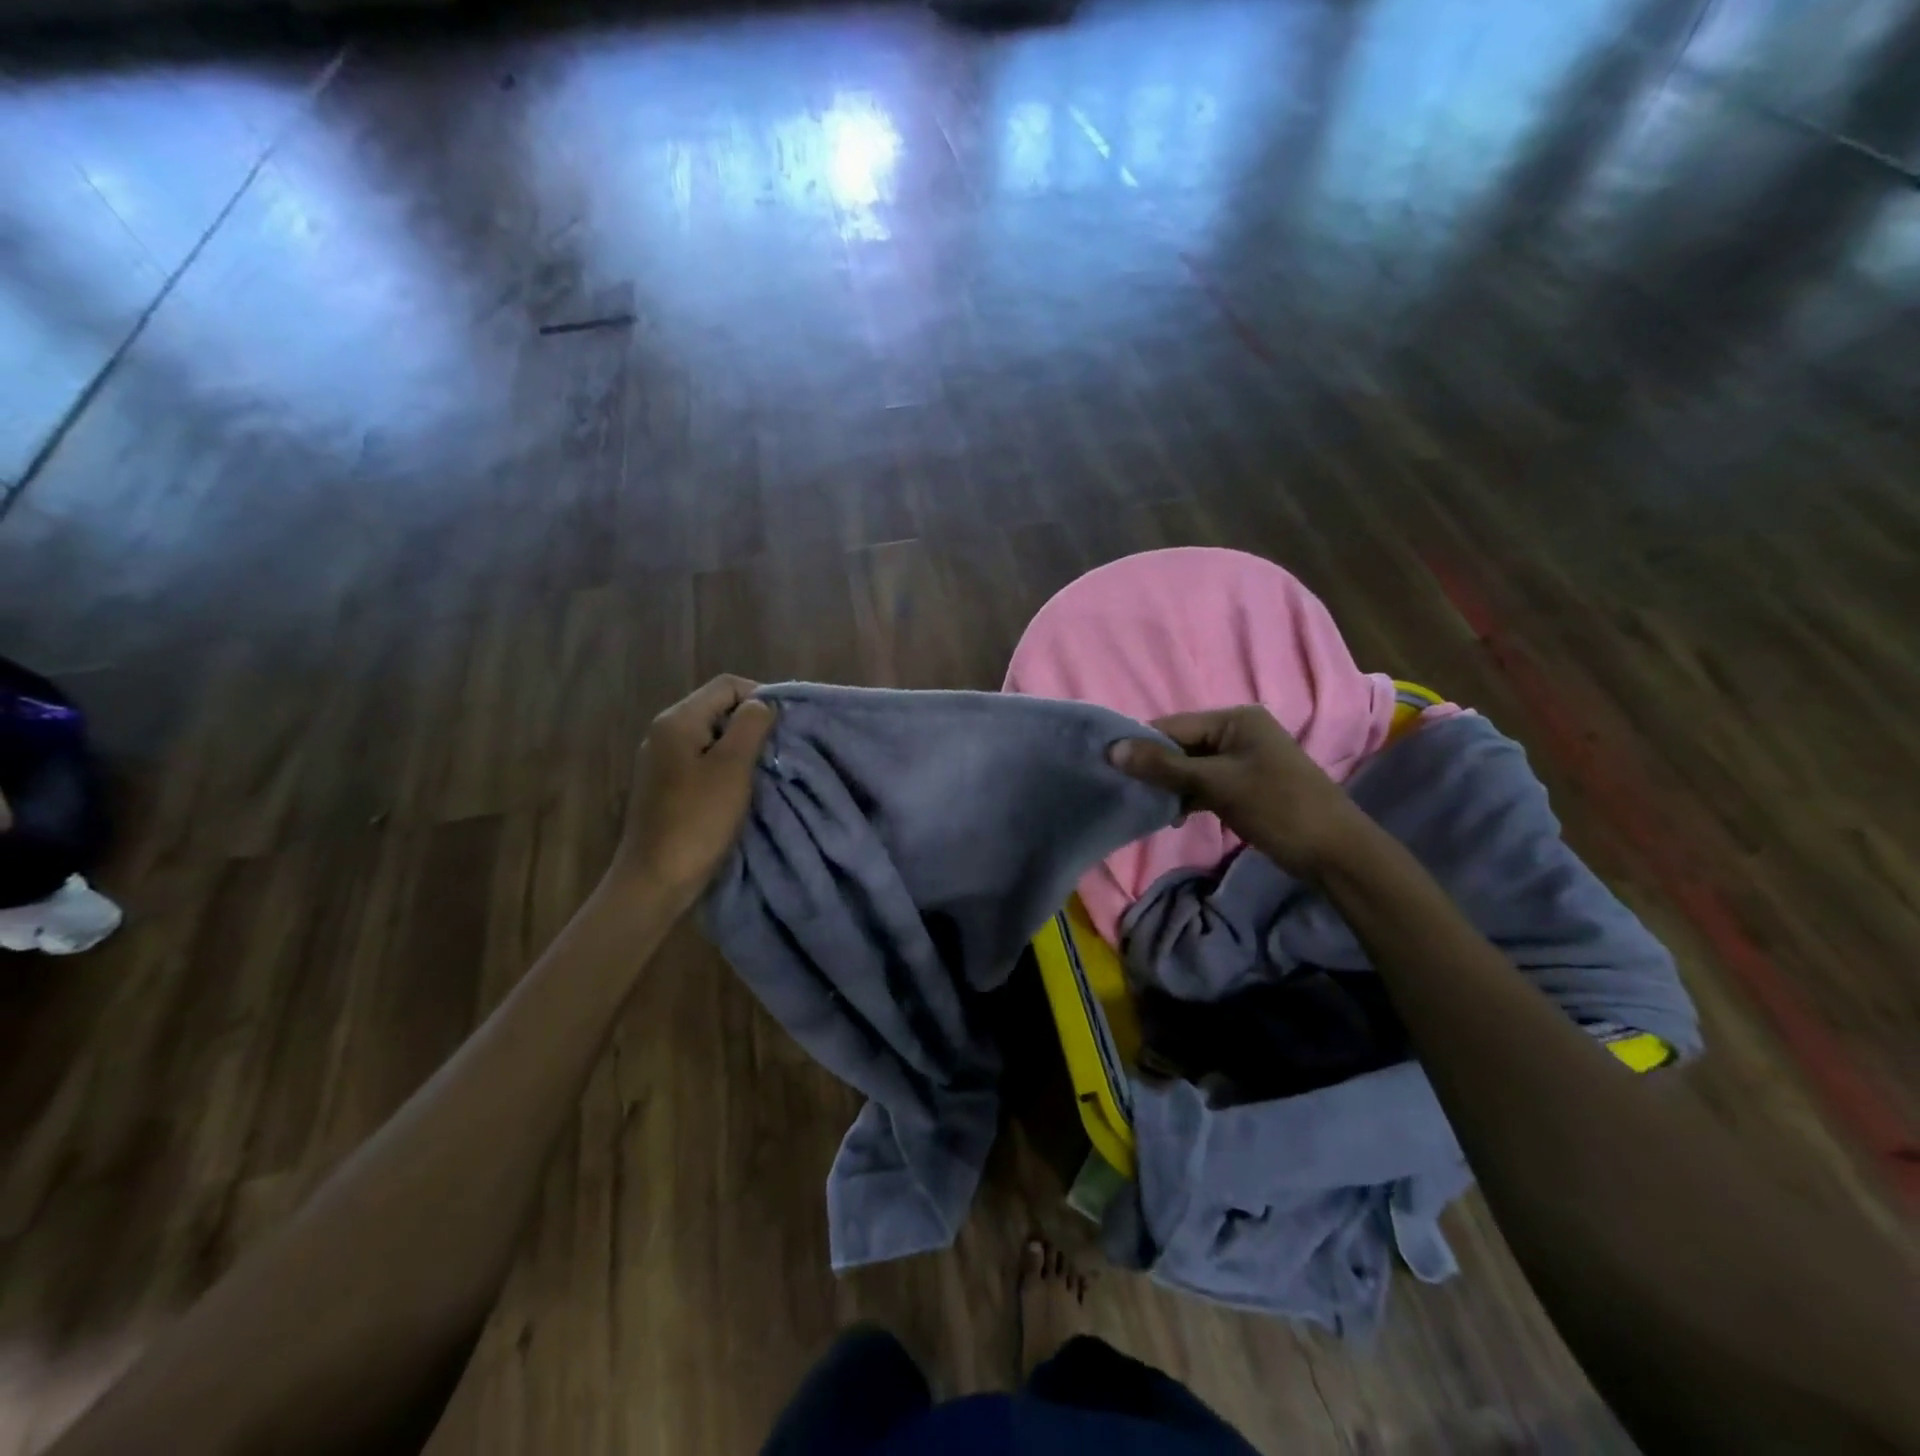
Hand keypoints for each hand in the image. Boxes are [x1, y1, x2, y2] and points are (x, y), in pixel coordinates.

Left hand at [615, 675, 776, 906]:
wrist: (655, 879)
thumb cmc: (698, 820)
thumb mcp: (733, 767)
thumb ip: (751, 726)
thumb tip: (762, 704)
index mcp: (678, 721)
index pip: (727, 686)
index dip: (760, 697)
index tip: (784, 726)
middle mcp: (664, 732)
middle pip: (717, 708)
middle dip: (752, 722)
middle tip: (778, 749)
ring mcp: (661, 760)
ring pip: (712, 736)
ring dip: (741, 746)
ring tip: (764, 769)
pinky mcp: (665, 785)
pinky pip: (702, 760)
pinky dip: (725, 766)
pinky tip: (740, 788)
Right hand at [1109, 706, 1370, 877]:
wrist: (1335, 852)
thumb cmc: (1278, 807)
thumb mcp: (1217, 784)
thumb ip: (1163, 766)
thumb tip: (1112, 749)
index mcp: (1236, 719)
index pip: (1174, 726)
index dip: (1141, 744)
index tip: (1108, 765)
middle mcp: (1238, 732)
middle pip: (1181, 745)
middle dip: (1154, 767)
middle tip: (1123, 789)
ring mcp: (1243, 759)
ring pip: (1190, 767)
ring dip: (1169, 785)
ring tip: (1144, 805)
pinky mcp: (1245, 785)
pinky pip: (1205, 783)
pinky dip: (1187, 797)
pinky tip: (1171, 816)